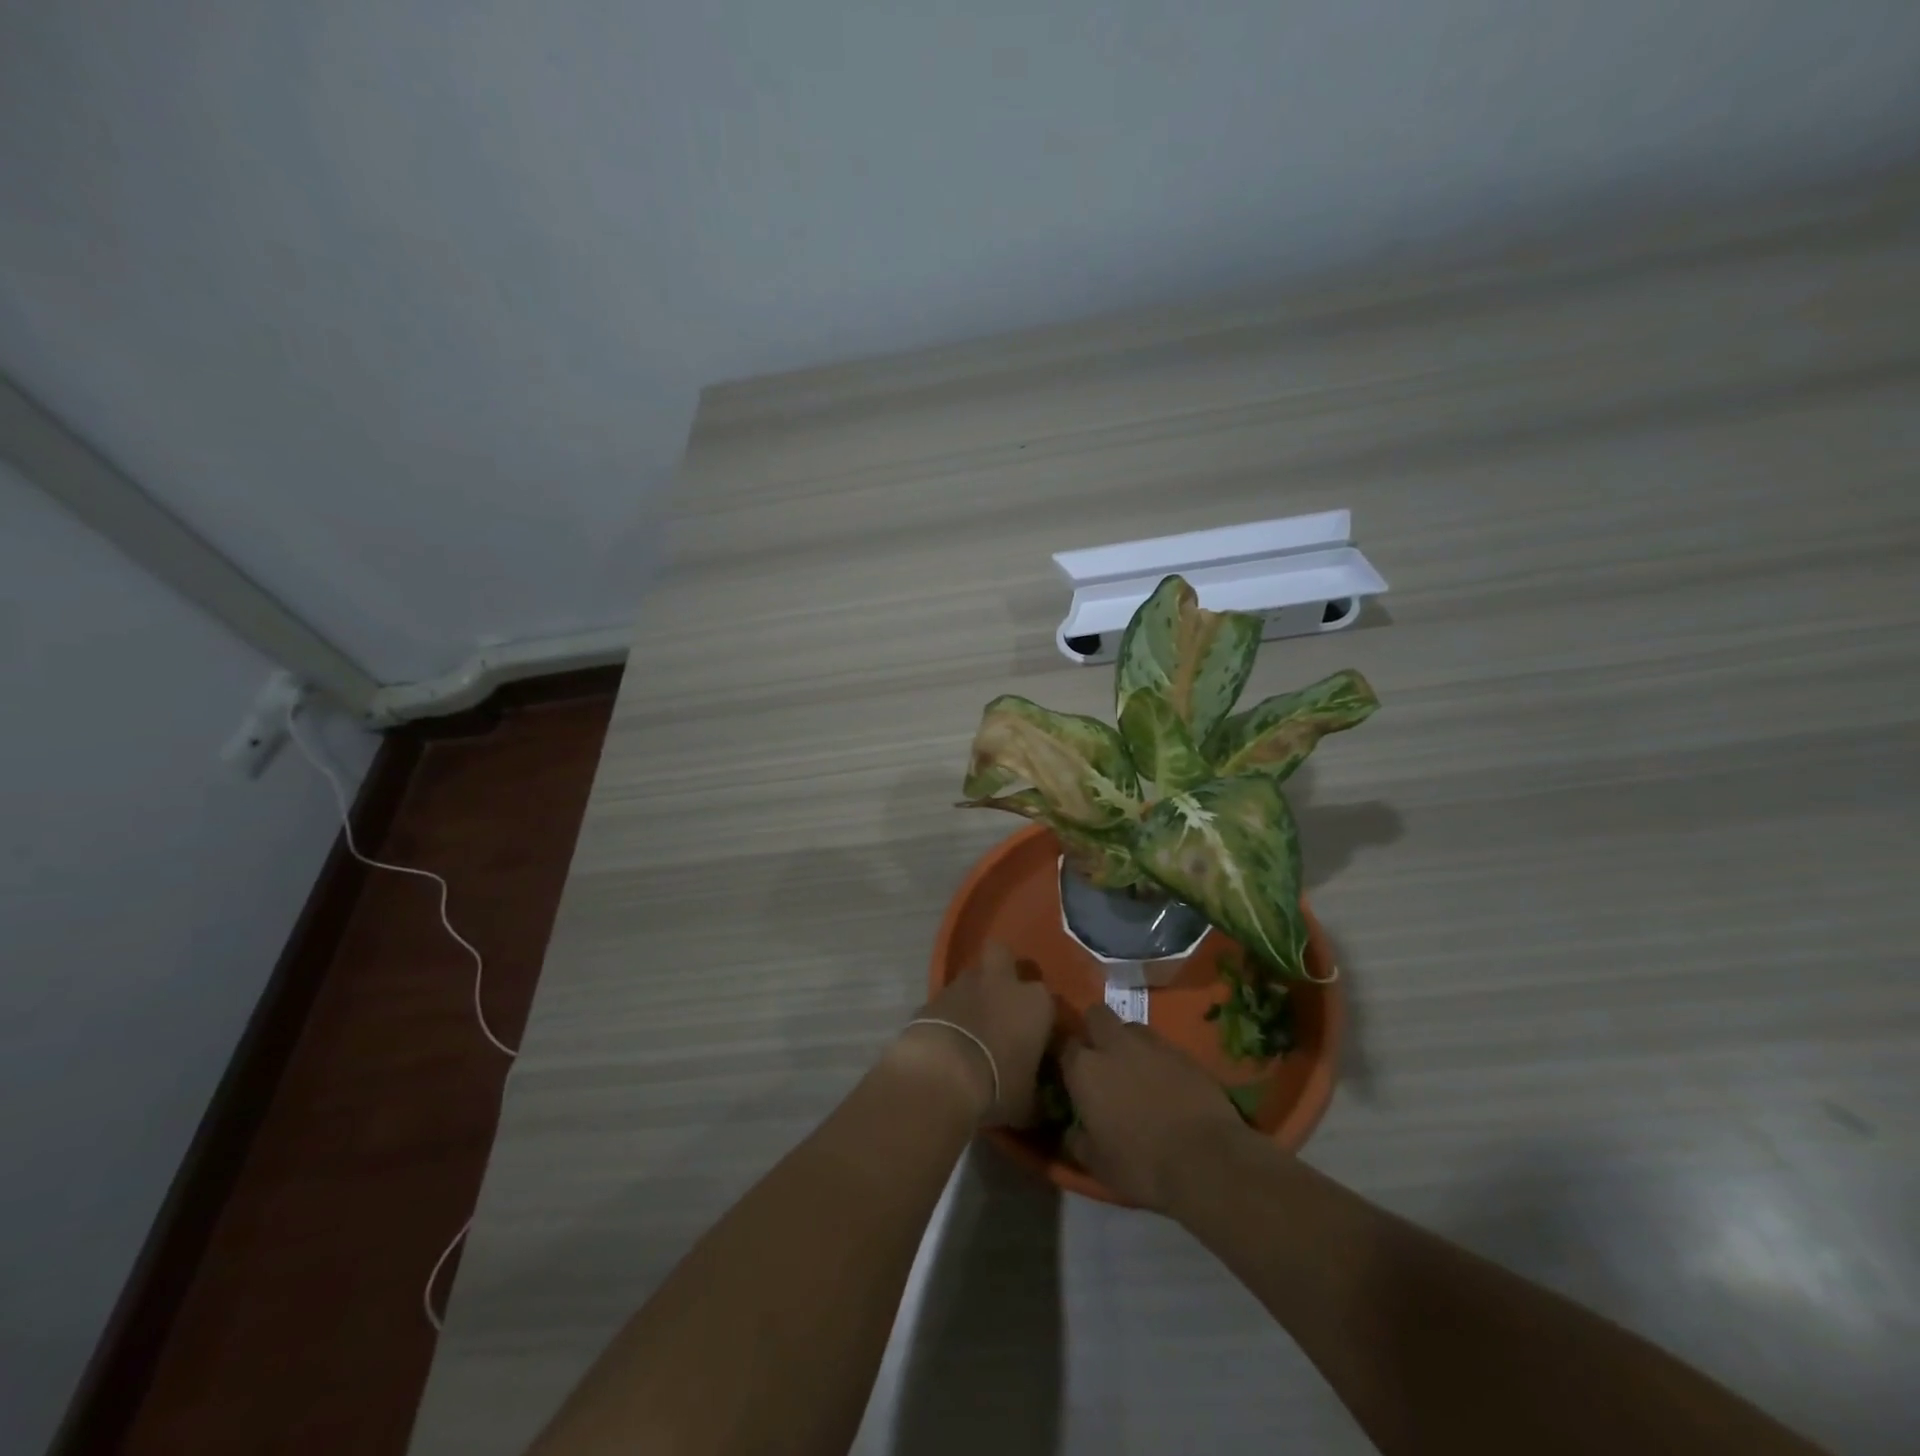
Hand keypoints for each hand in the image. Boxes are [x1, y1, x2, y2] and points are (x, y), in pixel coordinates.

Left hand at [901, 943, 1053, 1126]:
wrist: (941, 1073)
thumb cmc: (997, 1085)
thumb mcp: (1028, 1103)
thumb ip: (1037, 1096)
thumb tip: (1041, 1105)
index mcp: (1036, 1002)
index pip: (1048, 1001)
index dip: (1041, 1019)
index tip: (1036, 1040)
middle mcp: (1003, 982)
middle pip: (1004, 955)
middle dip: (1004, 970)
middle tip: (1002, 1001)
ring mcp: (964, 983)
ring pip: (973, 976)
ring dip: (974, 994)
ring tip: (972, 1025)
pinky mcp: (933, 995)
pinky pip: (947, 1000)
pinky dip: (948, 1013)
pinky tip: (947, 1038)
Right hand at [1060, 1003, 1252, 1210]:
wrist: (1206, 1160)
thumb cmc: (1142, 1164)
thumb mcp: (1098, 1165)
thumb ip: (1078, 1141)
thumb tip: (1072, 1132)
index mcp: (1085, 1069)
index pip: (1065, 1046)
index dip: (1069, 1058)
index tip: (1074, 1074)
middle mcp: (1113, 1044)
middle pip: (1097, 1015)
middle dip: (1096, 1028)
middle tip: (1102, 1057)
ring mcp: (1151, 1043)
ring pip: (1131, 1026)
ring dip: (1128, 1041)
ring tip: (1136, 1068)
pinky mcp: (1182, 1051)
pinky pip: (1161, 1045)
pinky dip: (1158, 1058)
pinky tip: (1166, 1082)